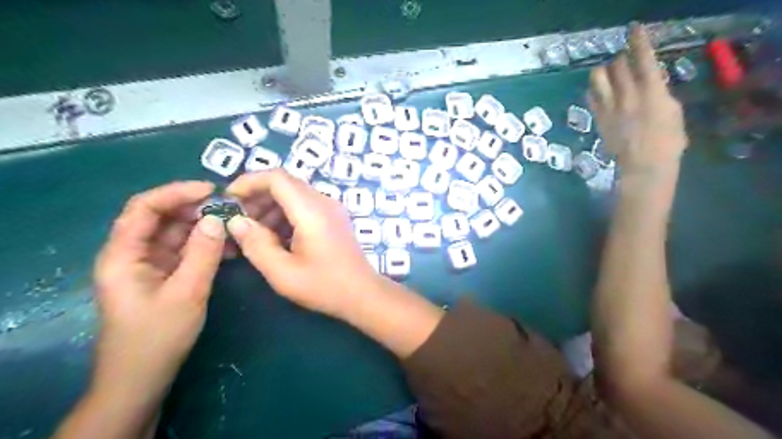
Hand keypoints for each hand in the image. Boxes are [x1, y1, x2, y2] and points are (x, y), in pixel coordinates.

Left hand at [93, 181, 225, 397]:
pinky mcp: (164, 276)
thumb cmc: (157, 337)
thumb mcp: (186, 292)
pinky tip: (229, 246)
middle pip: (161, 218)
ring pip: (176, 234)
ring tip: (234, 226)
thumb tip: (217, 218)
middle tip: (230, 209)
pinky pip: (185, 251)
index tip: (211, 190)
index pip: (144, 208)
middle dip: (195, 209)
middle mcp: (133, 254)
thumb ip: (202, 253)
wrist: (143, 378)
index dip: (176, 193)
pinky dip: (205, 246)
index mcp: (123, 255)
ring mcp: (149, 265)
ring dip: (204, 228)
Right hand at [223, 168, 382, 318]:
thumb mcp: (283, 272)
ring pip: (294, 194)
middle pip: (285, 183)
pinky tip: (275, 237)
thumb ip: (256, 244)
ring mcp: (332, 208)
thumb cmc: (324, 286)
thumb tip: (236, 221)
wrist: (363, 294)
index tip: (228, 200)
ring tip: (253, 232)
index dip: (249, 182)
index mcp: (311, 211)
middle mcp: (324, 202)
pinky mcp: (334, 218)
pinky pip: (305, 205)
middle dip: (257, 196)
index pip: (277, 178)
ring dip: (270, 206)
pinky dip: (285, 214)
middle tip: (238, 220)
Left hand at [590, 22, 684, 176]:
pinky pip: (591, 97)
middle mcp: (627, 95)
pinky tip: (600, 92)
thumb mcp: (673, 111)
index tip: (634, 28)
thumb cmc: (668, 141)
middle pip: (617, 65)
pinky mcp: (597, 119)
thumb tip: (650, 82)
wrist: (643, 165)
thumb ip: (659, 92)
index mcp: (651, 91)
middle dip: (621, 58)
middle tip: (625, 61)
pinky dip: (595, 90)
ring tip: (609, 75)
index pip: (643, 58)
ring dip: (603, 71)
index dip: (638, 41)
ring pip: (597, 78)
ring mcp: (608, 107)